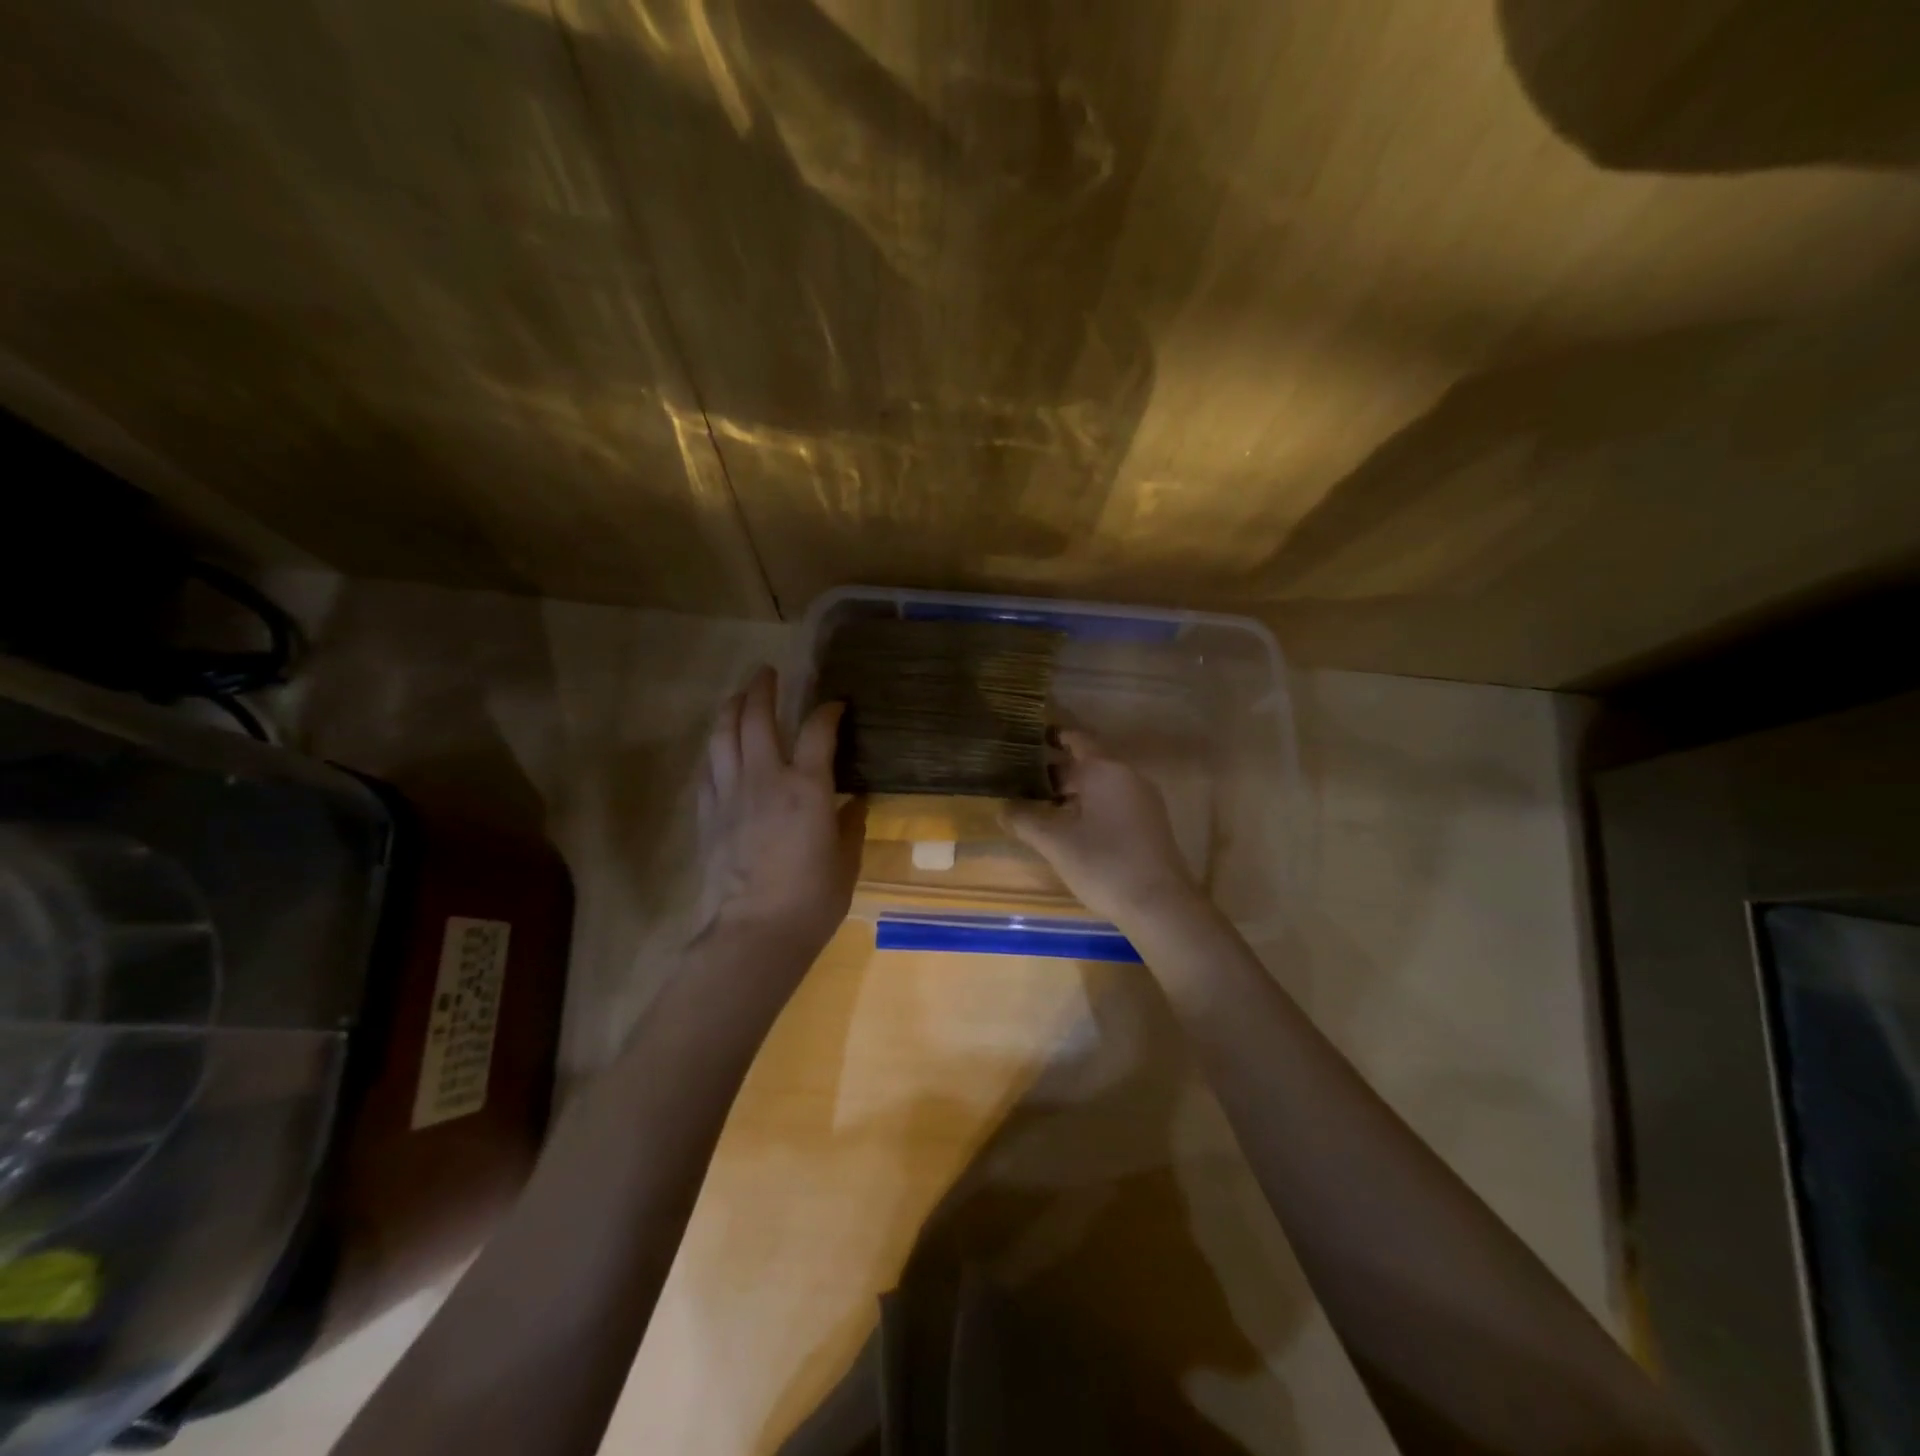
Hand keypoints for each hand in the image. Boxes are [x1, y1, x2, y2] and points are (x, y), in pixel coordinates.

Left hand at [691, 667, 865, 959]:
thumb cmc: (811, 901)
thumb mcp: (846, 862)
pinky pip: (707, 769)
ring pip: (722, 735)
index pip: (818, 730)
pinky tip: (718, 747)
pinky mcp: (707, 815)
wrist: (753, 933)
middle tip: (768, 672)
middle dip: (763, 688)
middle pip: (756, 717)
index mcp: (807, 787)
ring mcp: (730, 794)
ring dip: (730, 708)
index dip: (829, 710)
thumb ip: (850, 825)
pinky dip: (714, 749)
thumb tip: (854, 803)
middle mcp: (765, 778)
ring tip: (738, 695)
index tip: (837, 704)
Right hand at [1003, 730, 1199, 927]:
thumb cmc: (1104, 864)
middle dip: (1058, 771)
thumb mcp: (1056, 843)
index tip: (1030, 740)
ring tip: (1043, 804)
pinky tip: (1073, 827)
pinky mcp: (1150, 823)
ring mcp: (1143, 800)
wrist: (1160, 905)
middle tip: (1025, 780)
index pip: (1077, 740)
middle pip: (1089, 763)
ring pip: (1102, 784)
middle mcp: (1128, 776)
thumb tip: (1003, 808)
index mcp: (1105, 770)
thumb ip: (1025, 820)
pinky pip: (1115, 801)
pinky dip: (1092, 805)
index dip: (1054, 738)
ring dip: (1074, 790)